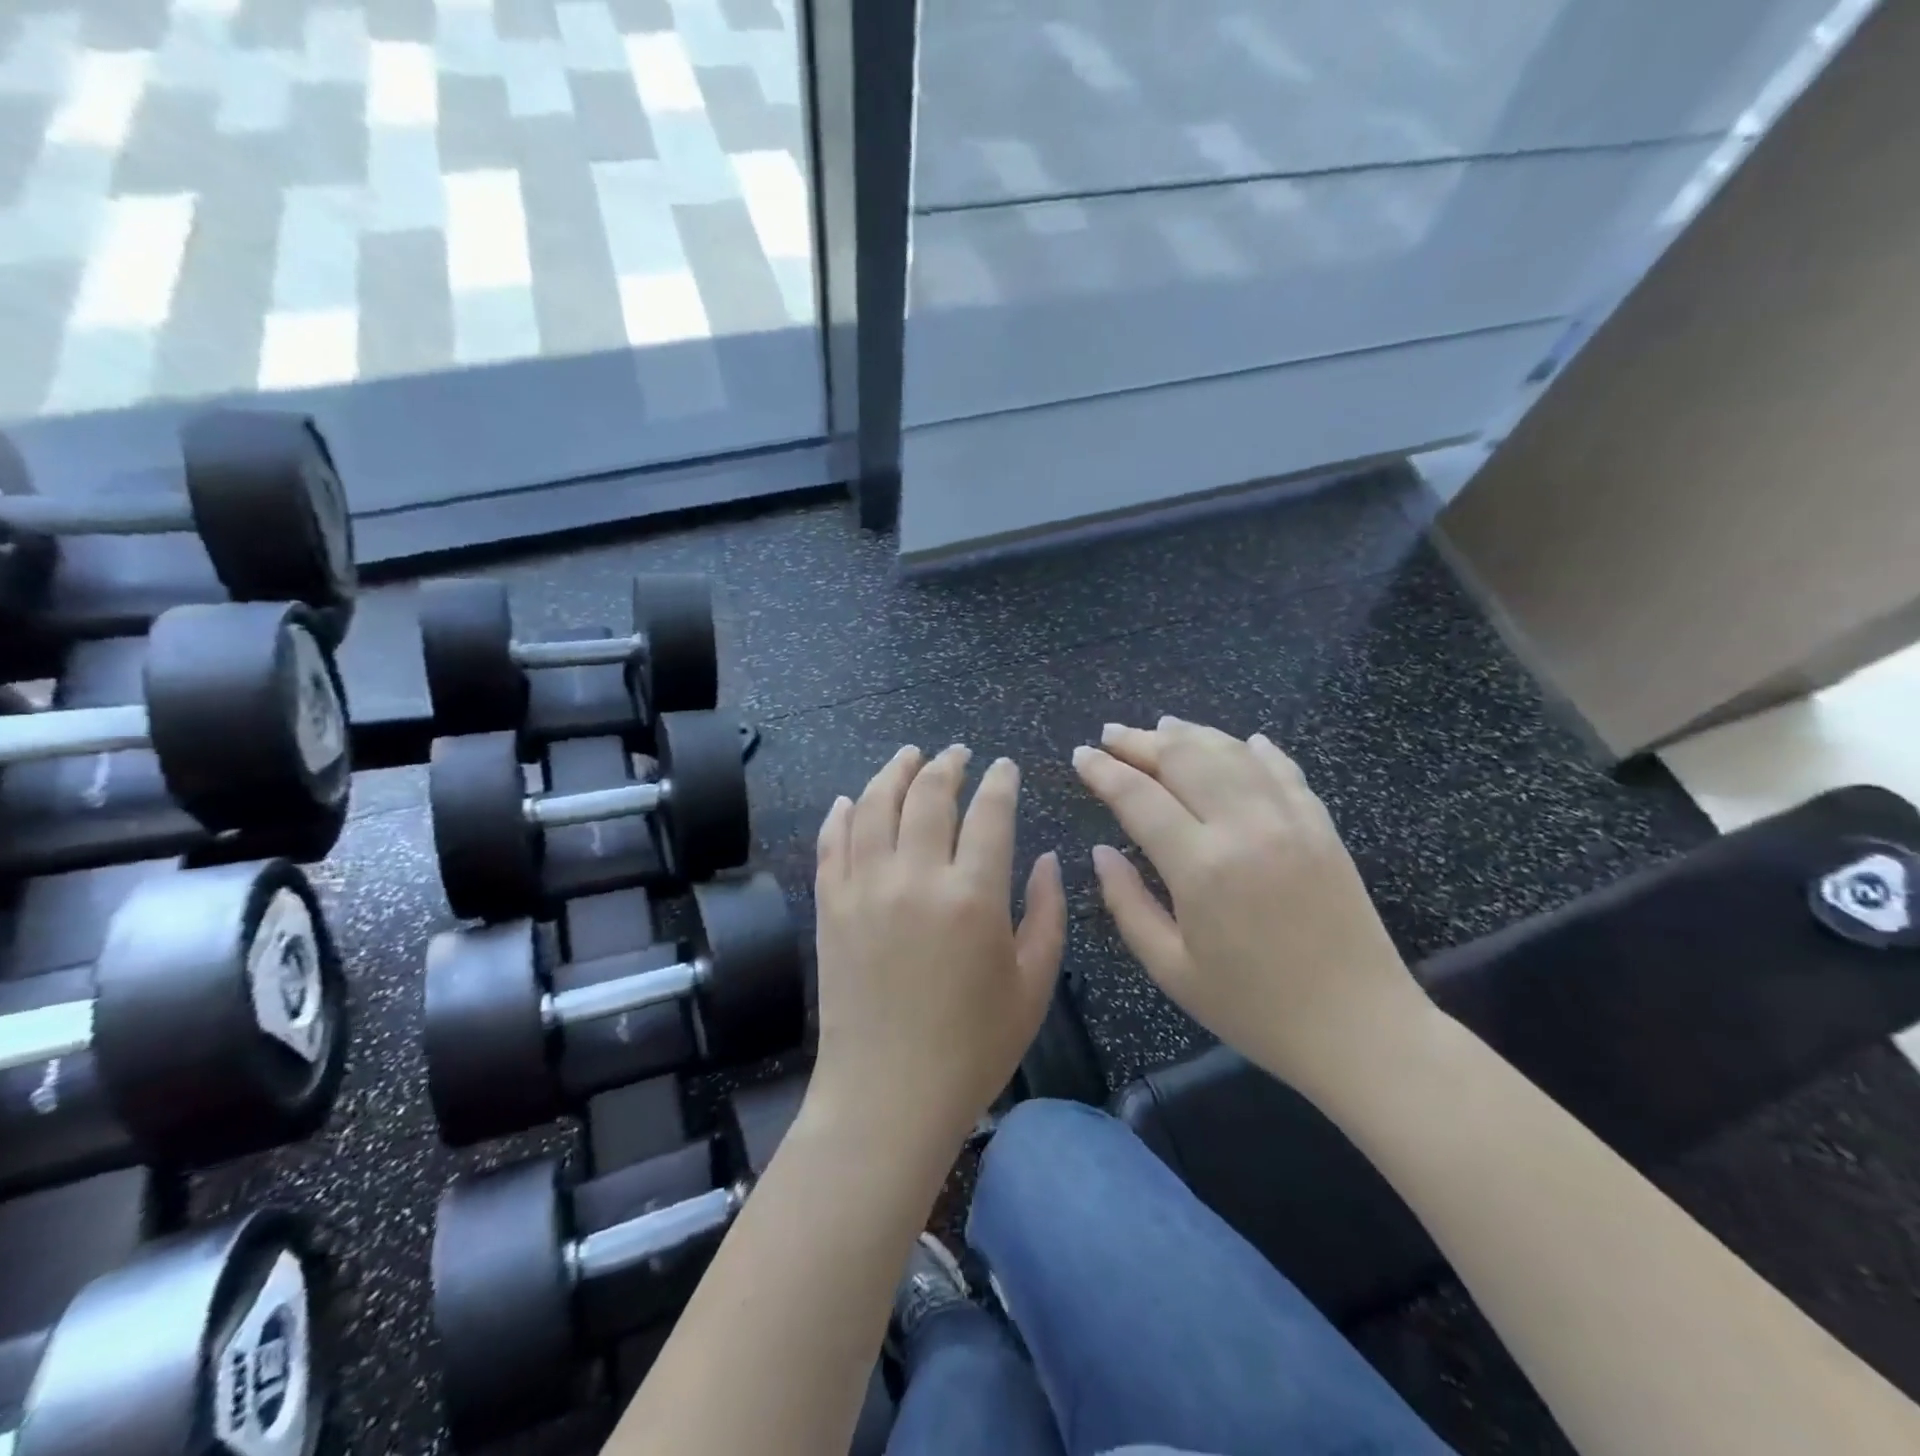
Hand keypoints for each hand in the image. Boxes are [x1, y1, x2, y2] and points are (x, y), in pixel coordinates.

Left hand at [811, 744, 1066, 1151]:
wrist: (887, 1096)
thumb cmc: (973, 1048)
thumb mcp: (1033, 985)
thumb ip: (1048, 914)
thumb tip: (1047, 859)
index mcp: (973, 897)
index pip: (990, 813)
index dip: (1000, 781)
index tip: (1005, 766)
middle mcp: (915, 877)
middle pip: (929, 795)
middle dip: (948, 764)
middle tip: (958, 752)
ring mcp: (864, 888)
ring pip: (874, 805)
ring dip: (893, 772)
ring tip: (909, 756)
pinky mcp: (831, 906)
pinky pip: (831, 843)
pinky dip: (841, 814)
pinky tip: (850, 799)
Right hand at [1073, 718, 1425, 1090]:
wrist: (1360, 1029)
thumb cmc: (1254, 1009)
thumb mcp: (1171, 970)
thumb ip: (1127, 904)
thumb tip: (1100, 852)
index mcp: (1201, 867)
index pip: (1138, 797)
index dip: (1103, 771)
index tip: (1079, 755)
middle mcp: (1245, 828)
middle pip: (1183, 759)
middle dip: (1139, 740)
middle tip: (1109, 733)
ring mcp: (1290, 820)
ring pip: (1231, 753)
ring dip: (1190, 734)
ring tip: (1160, 725)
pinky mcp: (1323, 826)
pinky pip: (1284, 769)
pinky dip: (1256, 749)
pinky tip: (1241, 740)